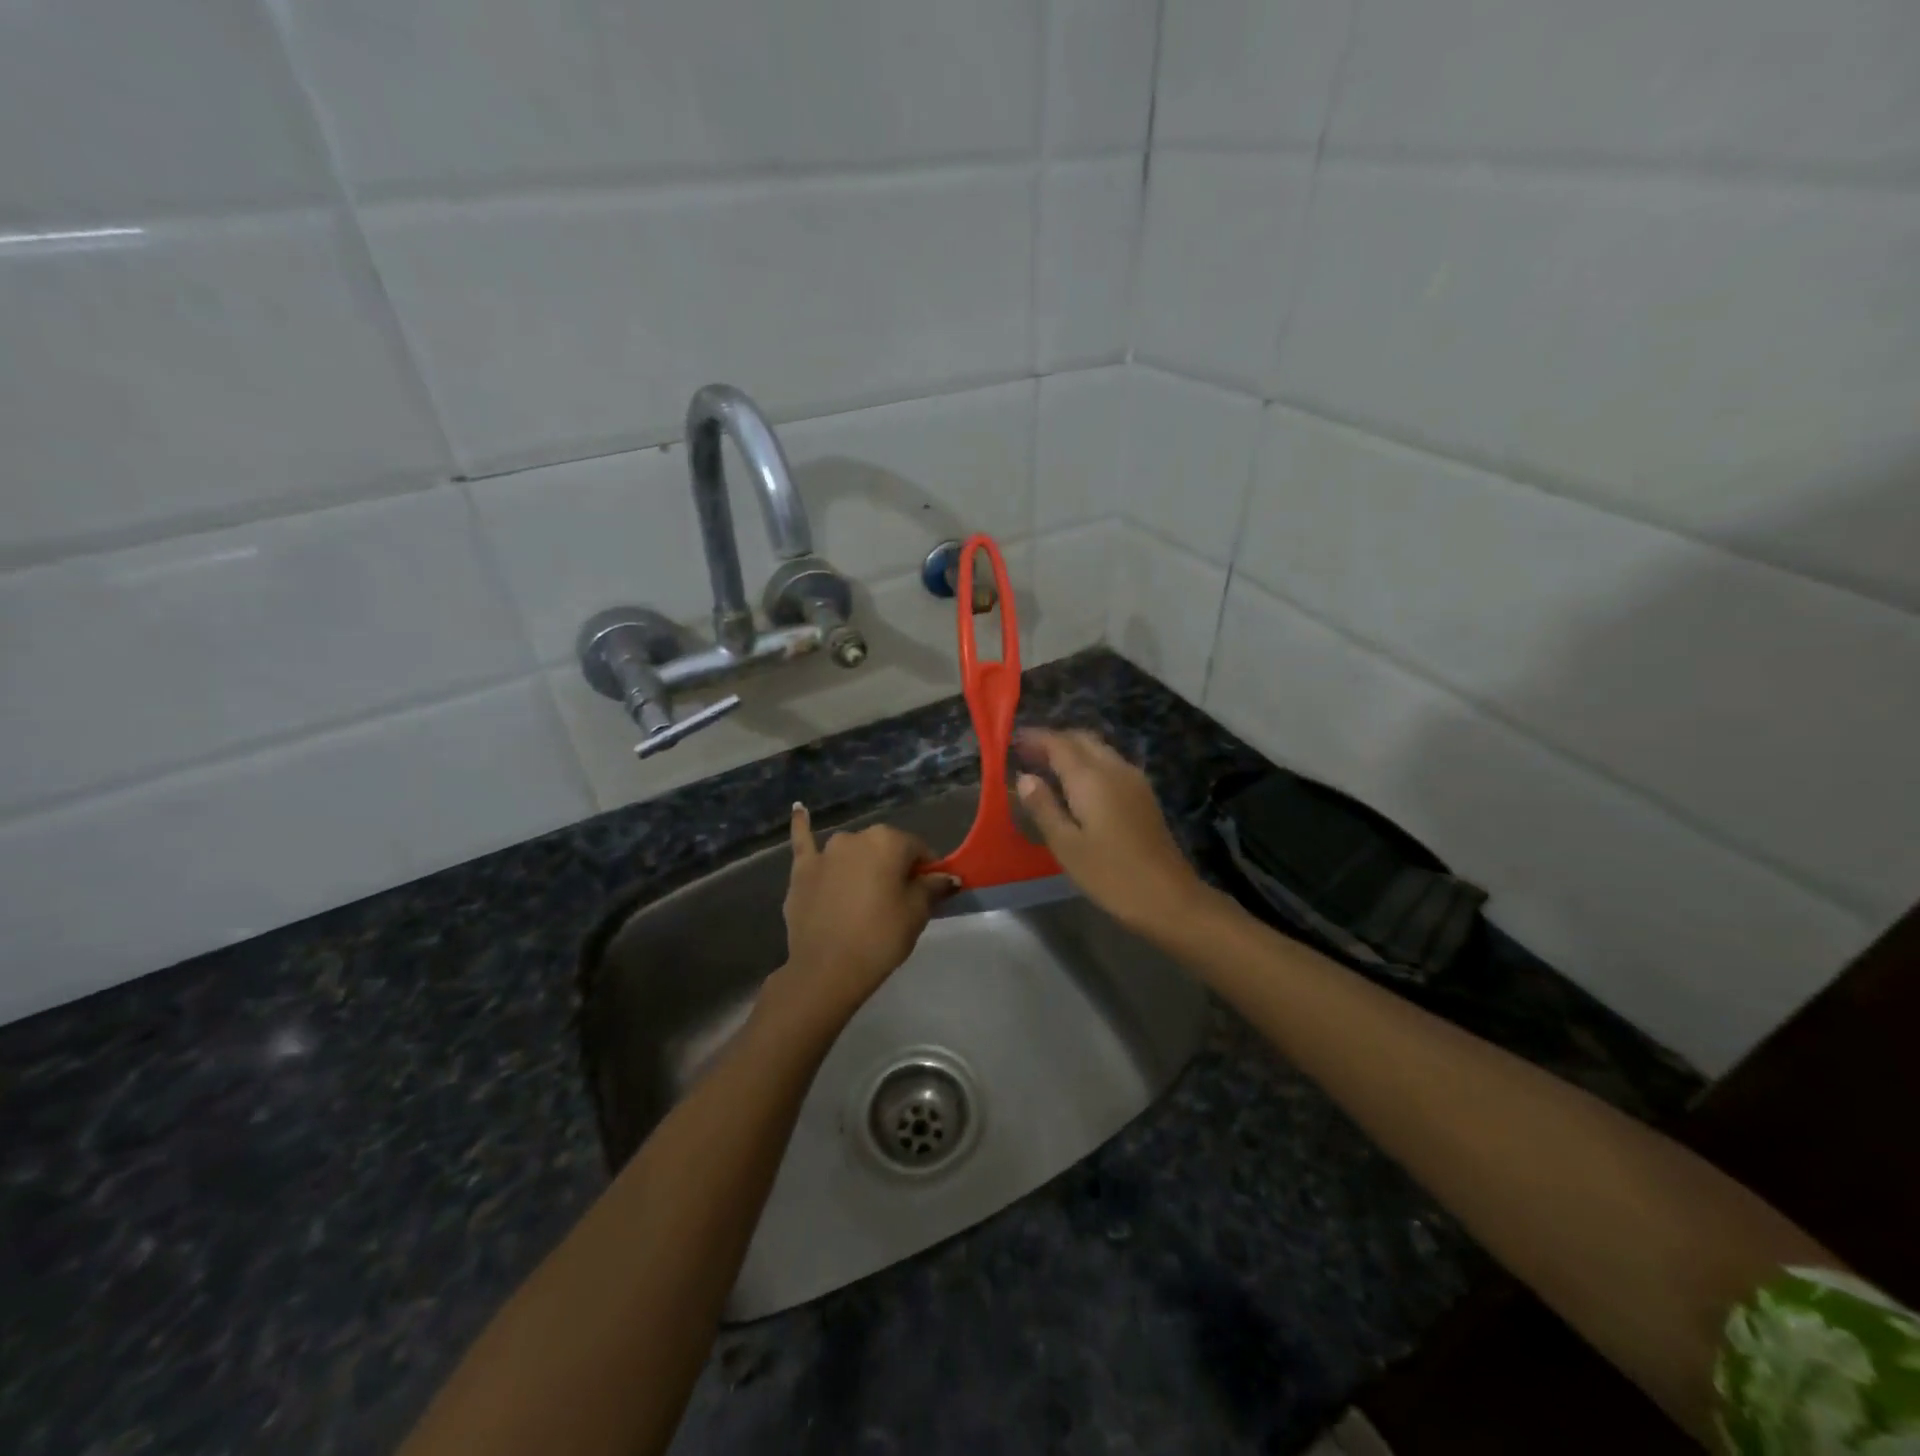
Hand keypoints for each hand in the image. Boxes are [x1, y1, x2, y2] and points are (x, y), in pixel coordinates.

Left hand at [761, 804, 954, 1035]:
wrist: (826, 970)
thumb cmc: (880, 938)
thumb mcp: (916, 913)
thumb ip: (932, 887)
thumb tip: (948, 877)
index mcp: (888, 841)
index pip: (917, 849)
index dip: (927, 870)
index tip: (930, 892)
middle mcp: (855, 837)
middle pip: (884, 849)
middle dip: (894, 867)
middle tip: (898, 900)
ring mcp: (825, 852)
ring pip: (852, 852)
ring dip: (861, 863)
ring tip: (865, 892)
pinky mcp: (801, 870)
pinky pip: (804, 841)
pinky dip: (802, 825)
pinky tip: (799, 809)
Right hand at [1013, 729, 1209, 936]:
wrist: (1169, 897)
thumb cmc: (1111, 874)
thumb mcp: (1066, 845)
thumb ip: (1043, 807)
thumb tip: (1024, 778)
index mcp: (1091, 778)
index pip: (1058, 743)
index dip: (1034, 738)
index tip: (1011, 741)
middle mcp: (1114, 768)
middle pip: (1081, 739)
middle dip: (1053, 740)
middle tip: (1026, 754)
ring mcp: (1133, 780)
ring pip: (1098, 749)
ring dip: (1071, 750)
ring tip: (1045, 768)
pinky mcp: (1143, 794)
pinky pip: (1109, 764)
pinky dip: (1087, 763)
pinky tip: (1075, 786)